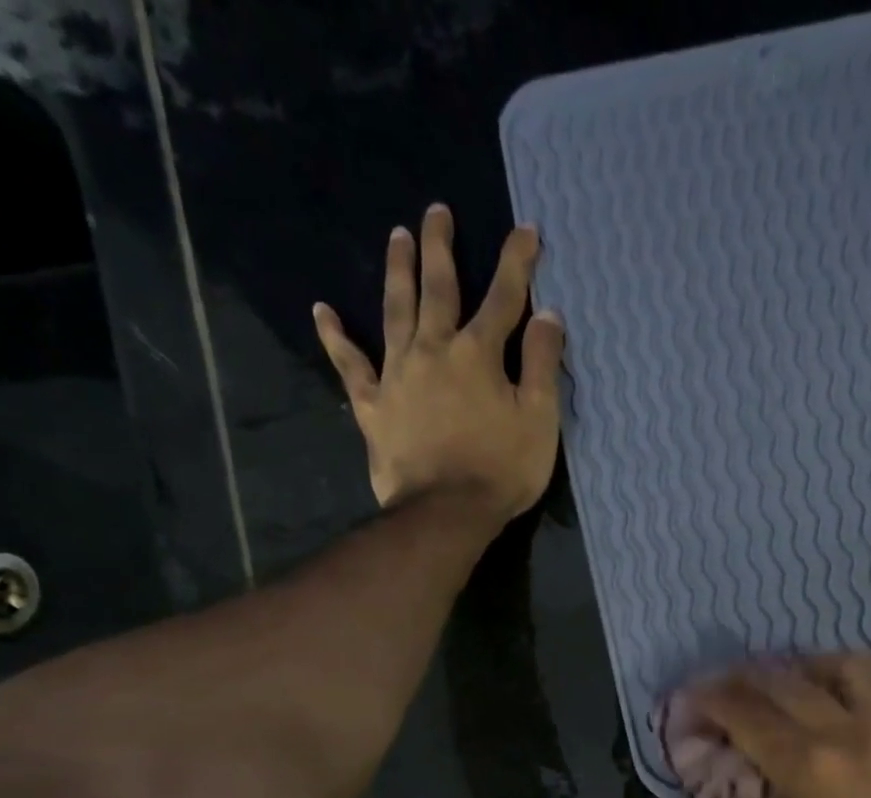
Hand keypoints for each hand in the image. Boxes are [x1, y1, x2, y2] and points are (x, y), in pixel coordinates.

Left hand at [313, 202, 565, 518]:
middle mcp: (433, 350)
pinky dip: (335, 337)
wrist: (446, 512)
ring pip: (395, 310)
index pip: (504, 297)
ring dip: (397, 271)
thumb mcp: (539, 419)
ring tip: (397, 236)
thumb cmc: (502, 469)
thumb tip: (548, 316)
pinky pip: (350, 365)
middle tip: (437, 212)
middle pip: (439, 289)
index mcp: (478, 354)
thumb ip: (542, 365)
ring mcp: (397, 375)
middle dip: (441, 248)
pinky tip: (322, 311)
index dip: (517, 262)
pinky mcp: (374, 405)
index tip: (526, 231)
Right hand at [691, 656, 870, 797]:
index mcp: (811, 770)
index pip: (748, 717)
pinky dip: (847, 688)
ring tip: (788, 680)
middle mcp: (851, 735)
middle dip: (744, 679)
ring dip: (805, 666)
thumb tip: (765, 784)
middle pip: (786, 683)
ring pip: (845, 668)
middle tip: (724, 686)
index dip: (712, 701)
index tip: (692, 696)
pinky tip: (835, 707)